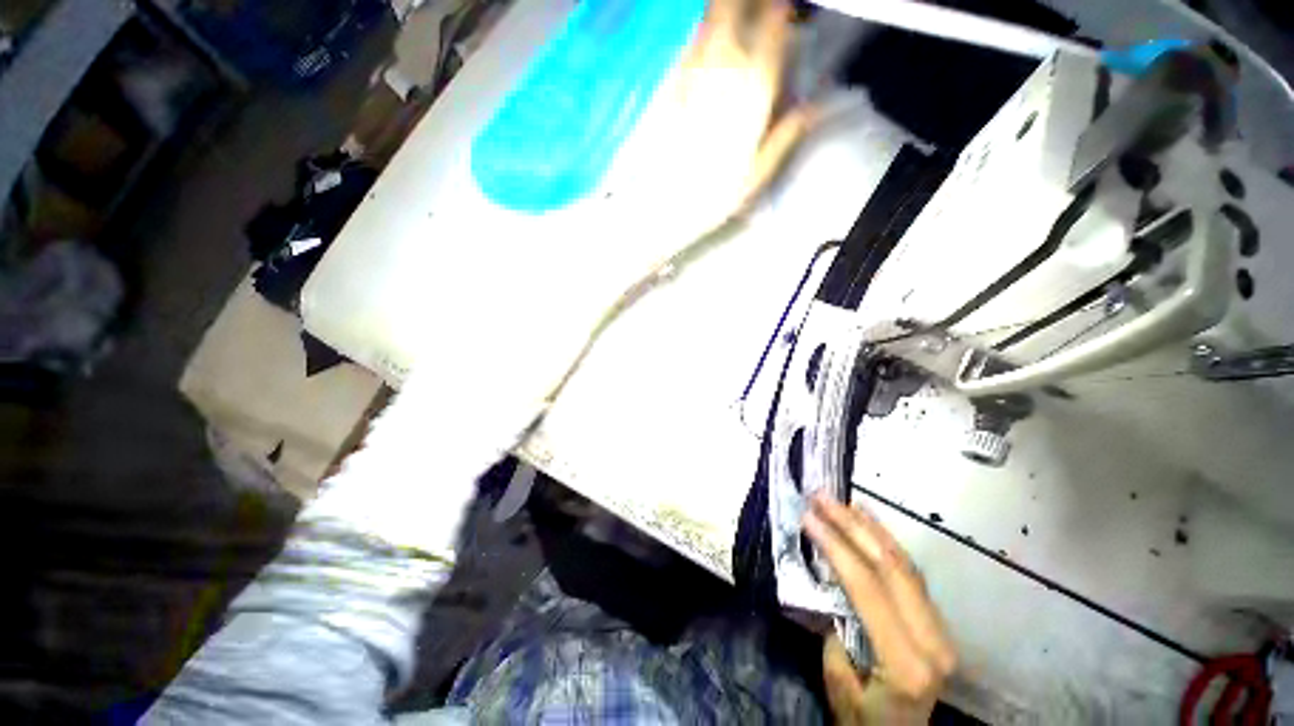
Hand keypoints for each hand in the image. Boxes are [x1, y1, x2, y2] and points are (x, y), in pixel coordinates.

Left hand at [669, 0, 818, 219]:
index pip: (772, 26)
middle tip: (749, 10)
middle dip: (742, 4)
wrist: (664, 206)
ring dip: (718, 14)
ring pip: (705, 21)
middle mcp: (723, 69)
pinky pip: (682, 46)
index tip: (781, 10)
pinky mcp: (665, 85)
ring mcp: (689, 73)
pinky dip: (693, 37)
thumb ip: (786, 135)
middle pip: (731, 10)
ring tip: (725, 20)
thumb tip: (814, 107)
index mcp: (753, 90)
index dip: (778, 11)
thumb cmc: (714, 196)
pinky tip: (697, 45)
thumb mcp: (757, 173)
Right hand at [803, 494, 956, 723]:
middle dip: (851, 525)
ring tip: (840, 500)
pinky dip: (886, 541)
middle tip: (821, 497)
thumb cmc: (863, 722)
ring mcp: (941, 629)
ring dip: (869, 527)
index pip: (868, 589)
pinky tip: (869, 521)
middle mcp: (933, 641)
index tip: (808, 517)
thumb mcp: (838, 684)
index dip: (835, 547)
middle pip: (890, 568)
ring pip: (904, 564)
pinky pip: (910, 573)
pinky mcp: (936, 621)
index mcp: (908, 663)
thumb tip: (831, 583)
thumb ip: (835, 630)